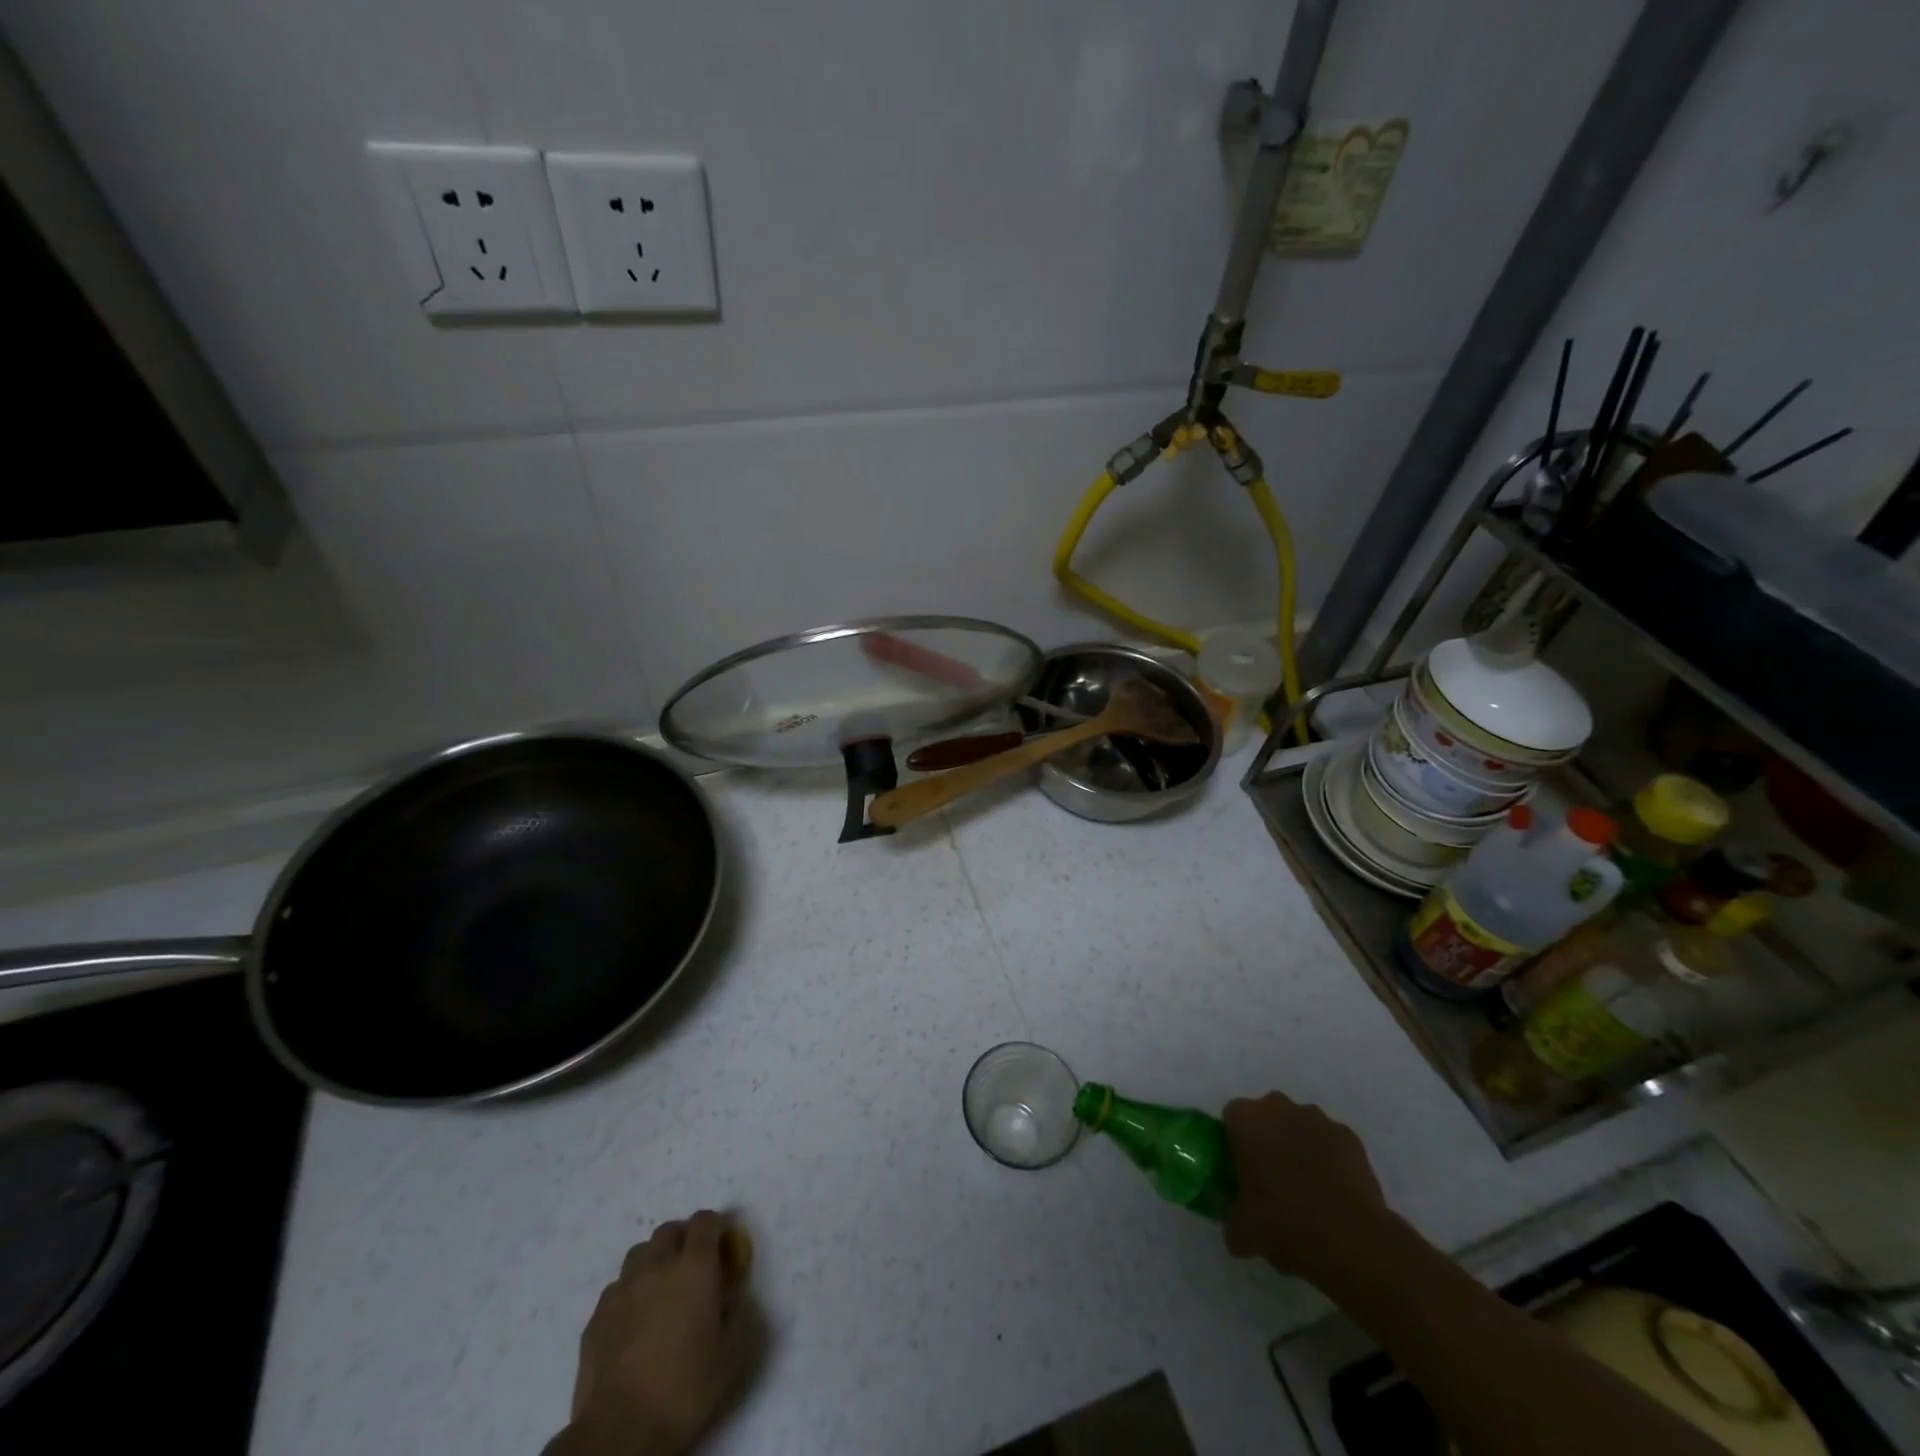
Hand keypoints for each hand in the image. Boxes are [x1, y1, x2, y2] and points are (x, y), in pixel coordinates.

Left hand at [551, 1211, 752, 1455]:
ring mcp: (623, 1288)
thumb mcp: (731, 1355)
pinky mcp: (596, 1316)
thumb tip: (731, 1297)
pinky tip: (633, 1322)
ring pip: (640, 1254)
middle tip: (691, 1269)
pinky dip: (630, 1293)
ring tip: (660, 1291)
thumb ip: (738, 1314)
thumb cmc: (684, 1389)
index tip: (721, 1249)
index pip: (705, 1221)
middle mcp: (658, 1265)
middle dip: (683, 1240)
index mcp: (695, 1267)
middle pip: (669, 1230)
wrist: (619, 1431)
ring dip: (654, 1262)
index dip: (715, 1228)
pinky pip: (617, 1288)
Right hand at [1221, 1093, 1391, 1282]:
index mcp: (1246, 1121)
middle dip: (1269, 1137)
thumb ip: (1233, 1219)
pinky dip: (1330, 1158)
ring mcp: (1318, 1119)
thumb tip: (1235, 1229)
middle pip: (1268, 1114)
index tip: (1241, 1169)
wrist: (1350, 1240)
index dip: (1235, 1142)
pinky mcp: (1349, 1137)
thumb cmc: (1285, 1224)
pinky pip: (1331, 1142)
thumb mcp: (1244, 1232)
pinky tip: (1334, 1191)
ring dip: (1300, 1144)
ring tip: (1307, 1187)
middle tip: (1271, 1176)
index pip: (1232, 1117)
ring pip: (1301, 1125)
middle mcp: (1279, 1108)